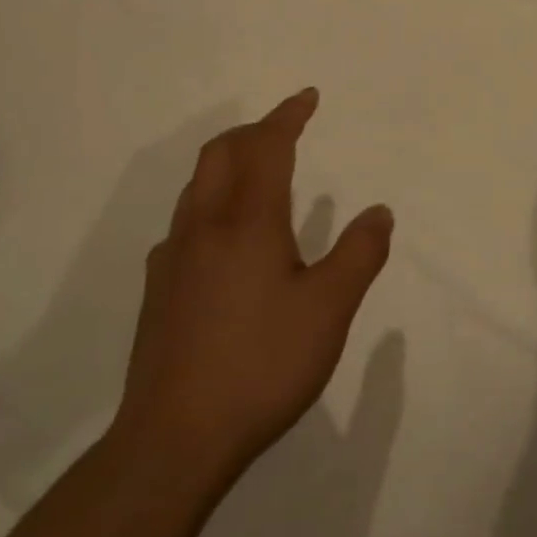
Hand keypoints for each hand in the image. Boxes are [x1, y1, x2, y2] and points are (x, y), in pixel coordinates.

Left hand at [107, 89, 393, 483]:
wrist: (172, 440)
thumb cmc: (261, 365)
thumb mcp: (329, 310)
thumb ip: (359, 254)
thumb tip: (379, 211)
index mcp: (247, 221)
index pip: (267, 146)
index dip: (288, 116)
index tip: (307, 97)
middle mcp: (204, 226)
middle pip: (221, 152)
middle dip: (254, 130)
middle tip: (285, 129)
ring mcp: (173, 257)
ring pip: (198, 185)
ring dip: (229, 162)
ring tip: (258, 174)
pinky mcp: (157, 289)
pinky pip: (186, 220)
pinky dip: (211, 201)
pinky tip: (225, 238)